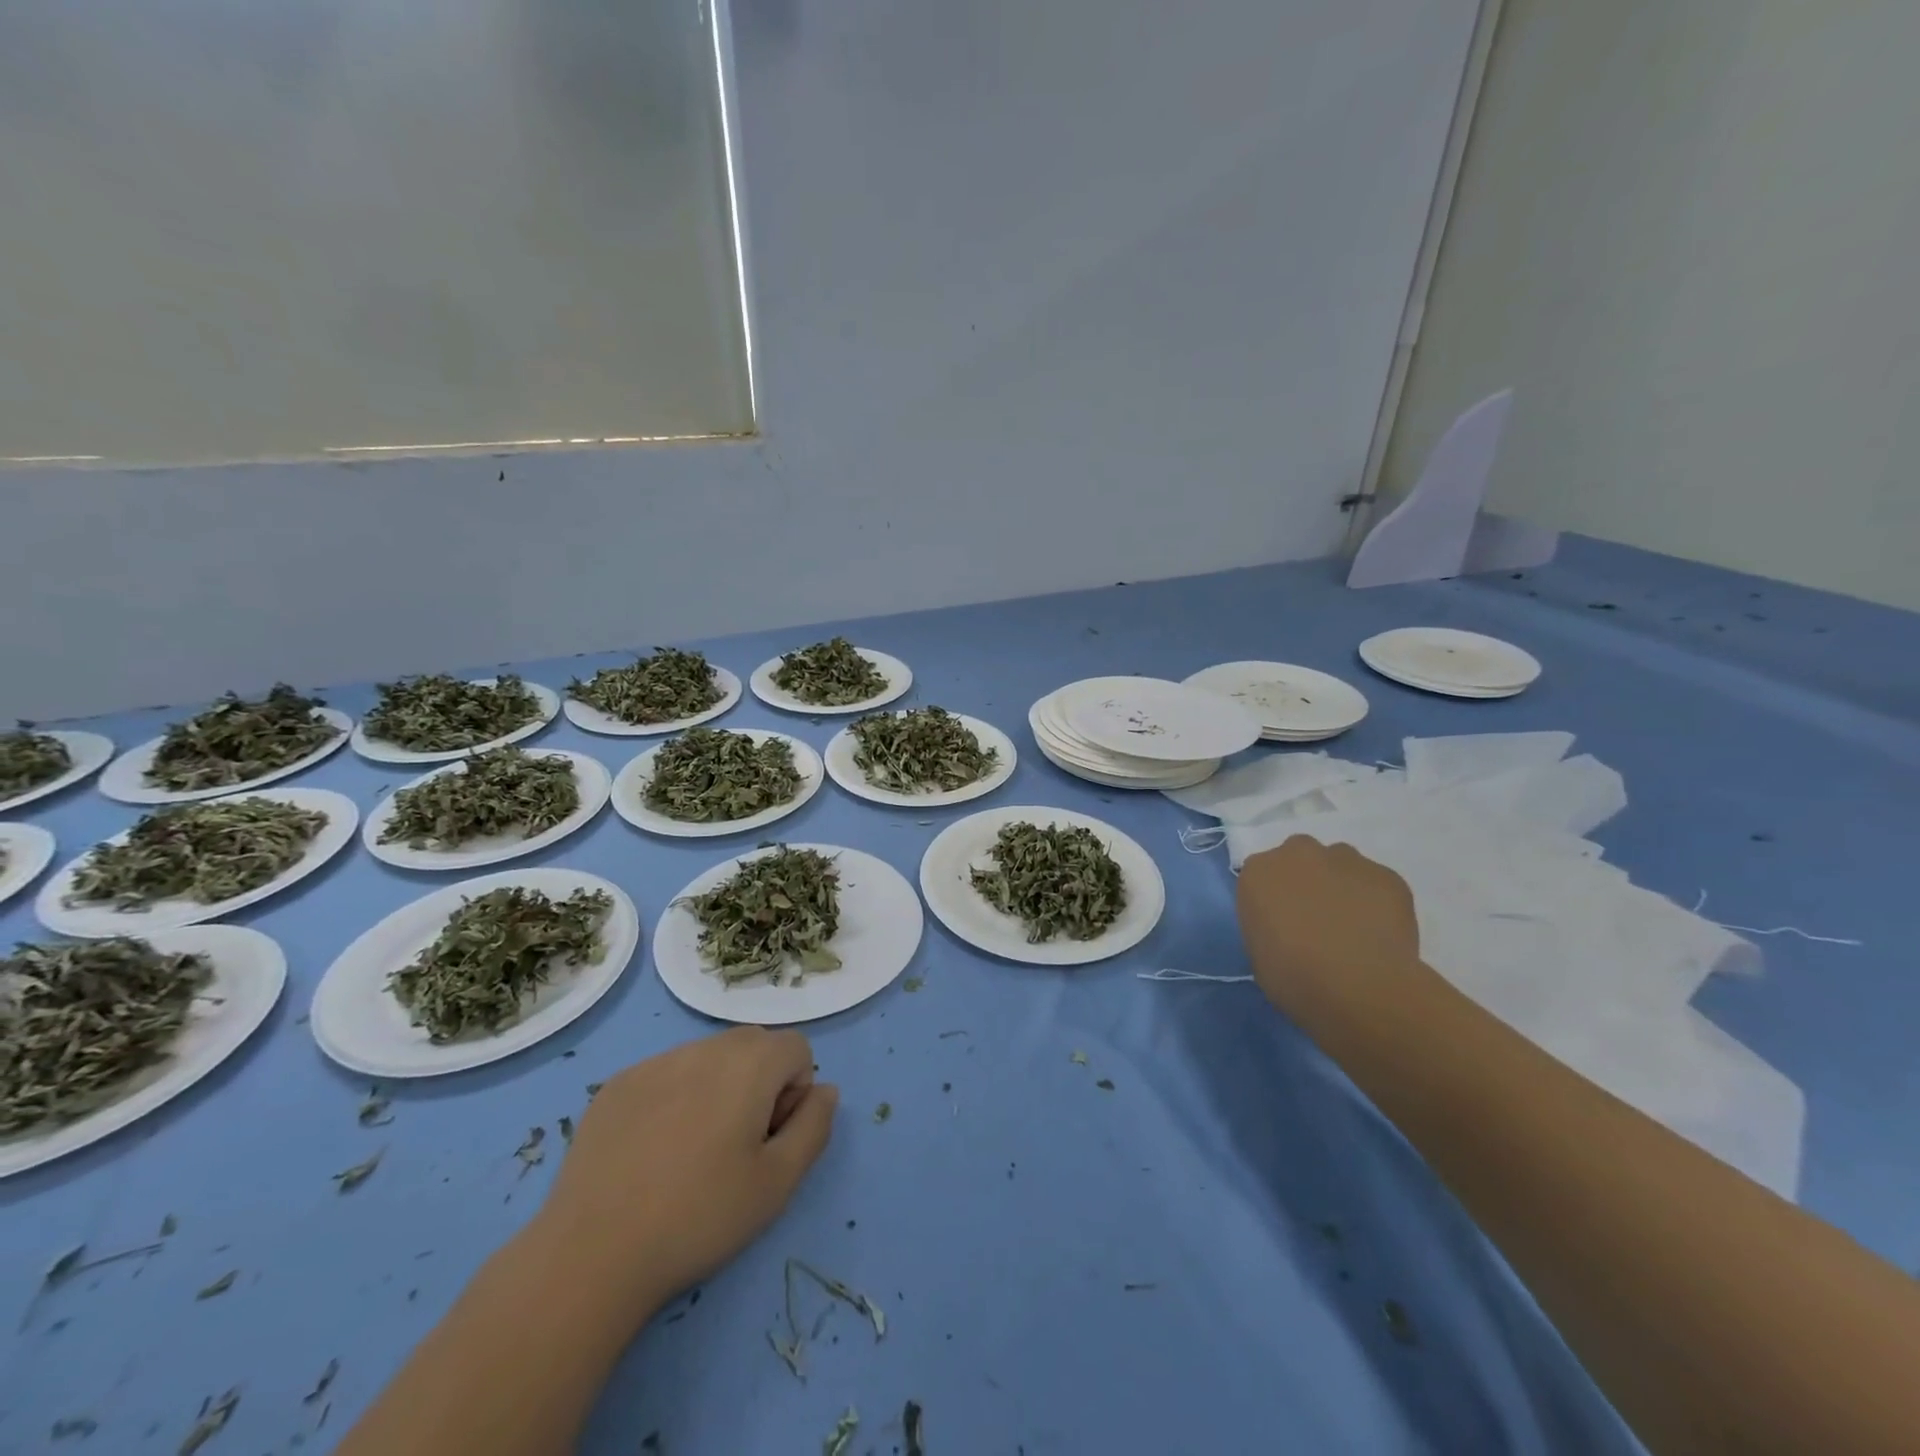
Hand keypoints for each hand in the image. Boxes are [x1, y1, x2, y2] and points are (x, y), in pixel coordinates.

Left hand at [531, 1027, 837, 1323]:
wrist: (591, 1254)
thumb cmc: (700, 1216)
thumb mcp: (779, 1182)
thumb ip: (815, 1126)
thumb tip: (825, 1090)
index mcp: (750, 1062)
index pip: (797, 1049)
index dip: (794, 1093)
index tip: (769, 1140)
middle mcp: (705, 1046)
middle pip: (754, 1046)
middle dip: (759, 1084)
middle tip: (736, 1147)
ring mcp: (655, 1062)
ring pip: (708, 1059)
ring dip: (716, 1089)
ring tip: (690, 1153)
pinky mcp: (617, 1085)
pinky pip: (665, 1075)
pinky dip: (673, 1099)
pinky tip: (651, 1154)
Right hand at [1235, 836, 1428, 1021]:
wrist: (1358, 986)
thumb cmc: (1293, 977)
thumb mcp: (1259, 954)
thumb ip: (1269, 926)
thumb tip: (1288, 928)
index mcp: (1258, 872)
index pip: (1262, 876)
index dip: (1274, 899)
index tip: (1283, 924)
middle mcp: (1298, 853)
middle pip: (1301, 857)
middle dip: (1307, 880)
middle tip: (1316, 919)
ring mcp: (1346, 860)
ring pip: (1341, 865)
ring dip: (1342, 886)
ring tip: (1353, 927)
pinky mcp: (1387, 876)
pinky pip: (1377, 884)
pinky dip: (1377, 903)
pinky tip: (1380, 935)